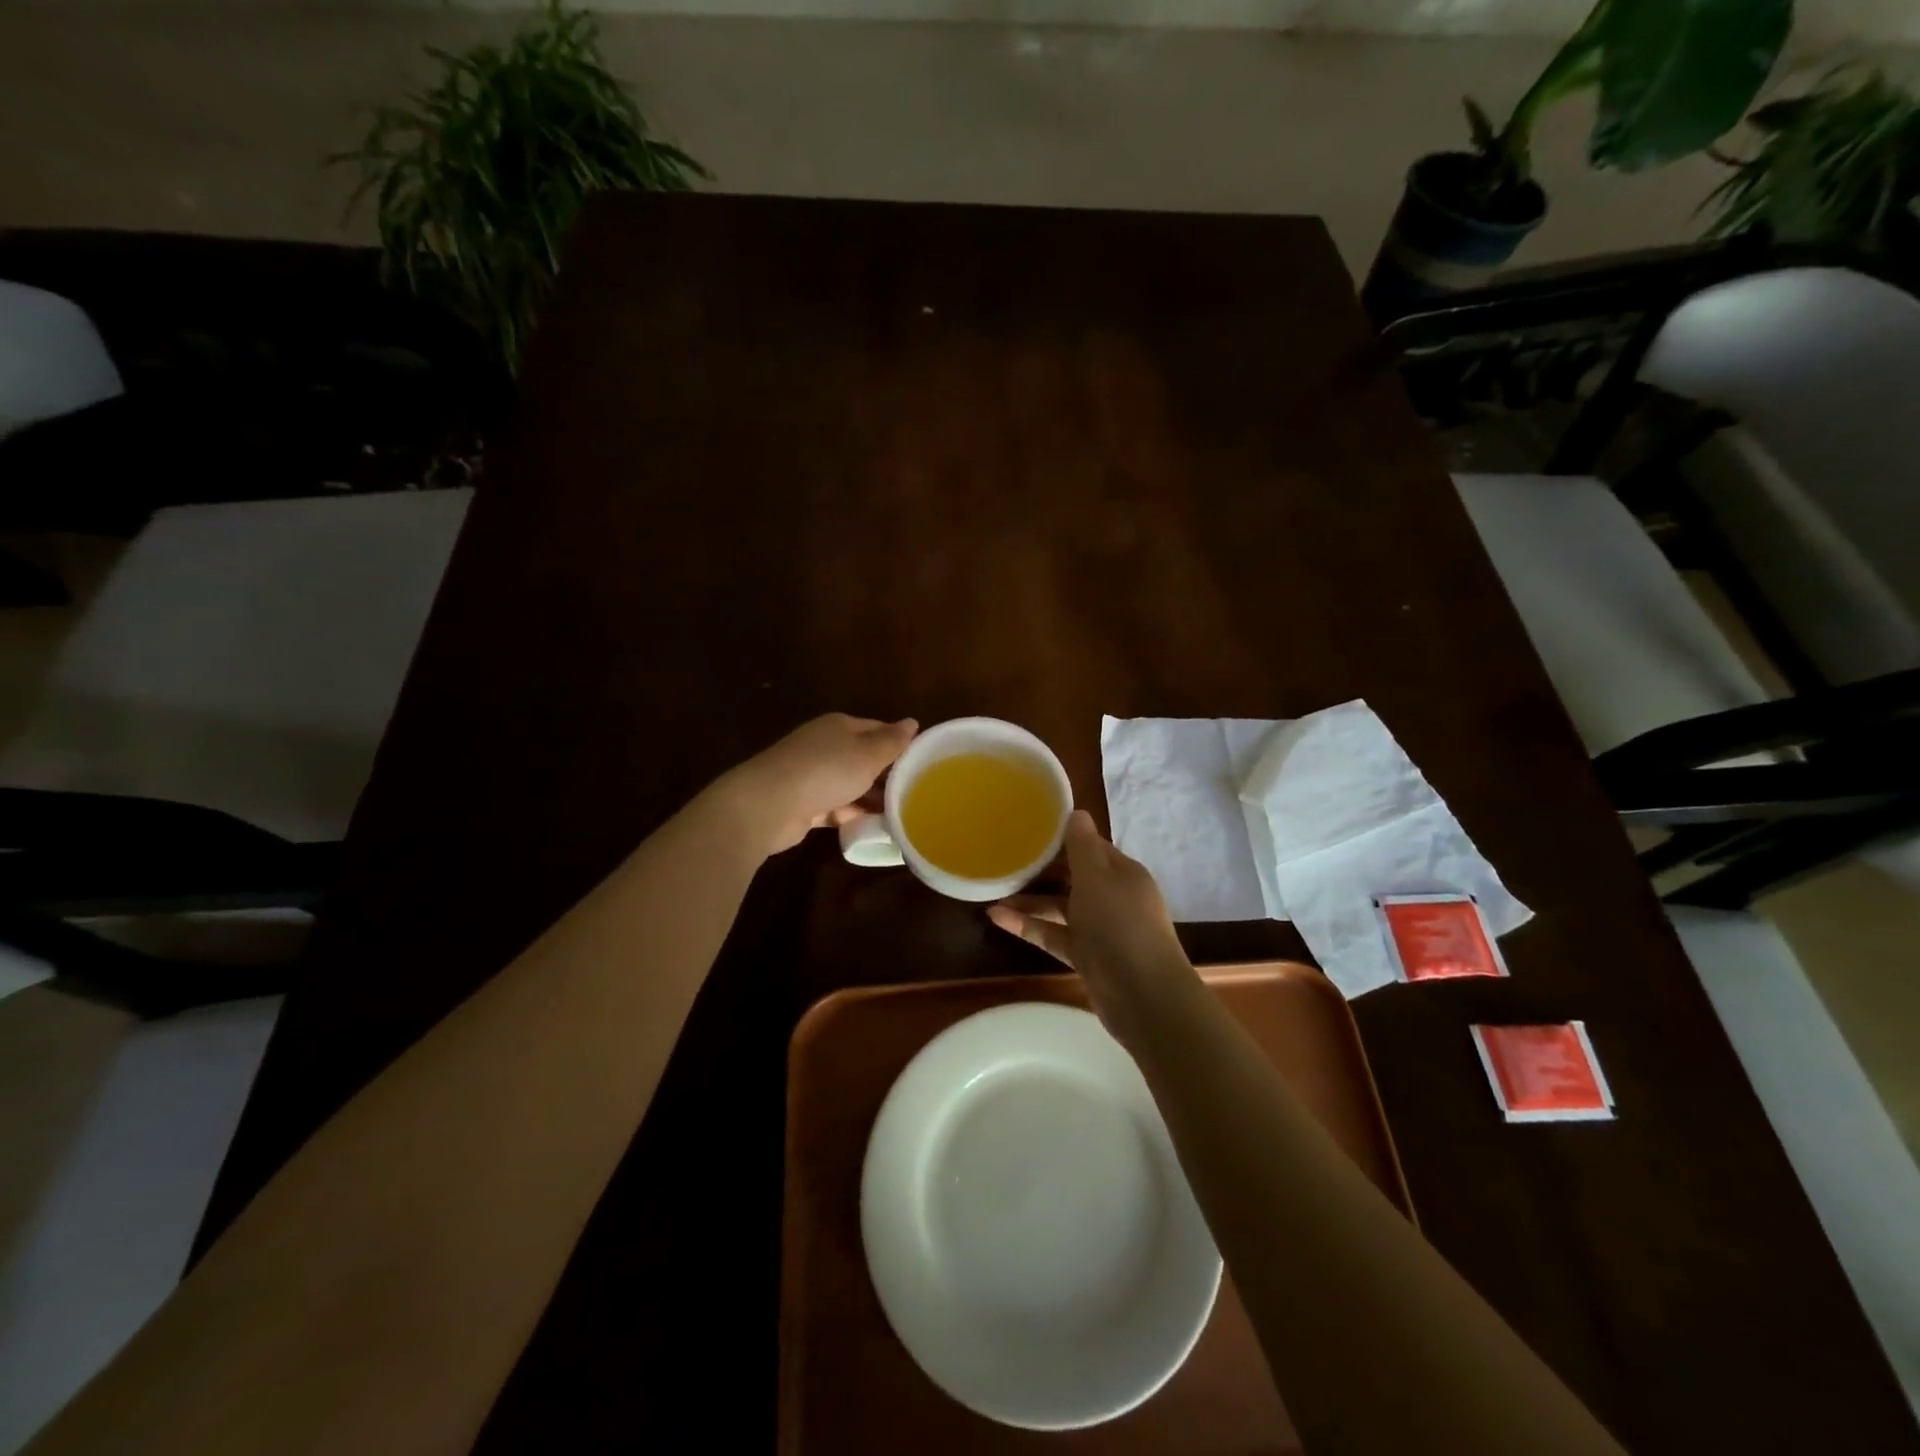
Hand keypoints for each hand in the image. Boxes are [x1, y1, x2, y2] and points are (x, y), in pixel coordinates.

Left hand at [717, 713, 917, 856]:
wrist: (768, 805)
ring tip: (902, 815)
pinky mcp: (804, 804)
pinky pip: (837, 807)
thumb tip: (913, 722)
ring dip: (872, 799)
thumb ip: (892, 742)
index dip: (900, 744)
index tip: (924, 764)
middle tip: (917, 794)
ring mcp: (812, 775)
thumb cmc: (825, 771)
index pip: (878, 730)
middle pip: (864, 758)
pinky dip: (854, 815)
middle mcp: (825, 746)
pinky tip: (875, 828)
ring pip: (852, 785)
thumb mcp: (867, 755)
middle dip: (888, 775)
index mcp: (840, 726)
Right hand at [988, 810, 1198, 1043]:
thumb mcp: (1097, 877)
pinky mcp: (1087, 957)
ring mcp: (1100, 930)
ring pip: (1060, 908)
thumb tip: (1076, 812)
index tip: (1030, 831)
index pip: (1091, 848)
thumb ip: (1082, 846)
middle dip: (1042, 871)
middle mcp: (1113, 898)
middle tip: (1006, 861)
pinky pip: (1053, 934)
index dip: (1063, 839)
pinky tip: (996, 918)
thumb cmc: (1120, 924)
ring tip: (993, 891)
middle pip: (1073, 878)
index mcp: (1123, 873)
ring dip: (1029, 900)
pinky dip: (1028, 926)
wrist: (1142, 994)